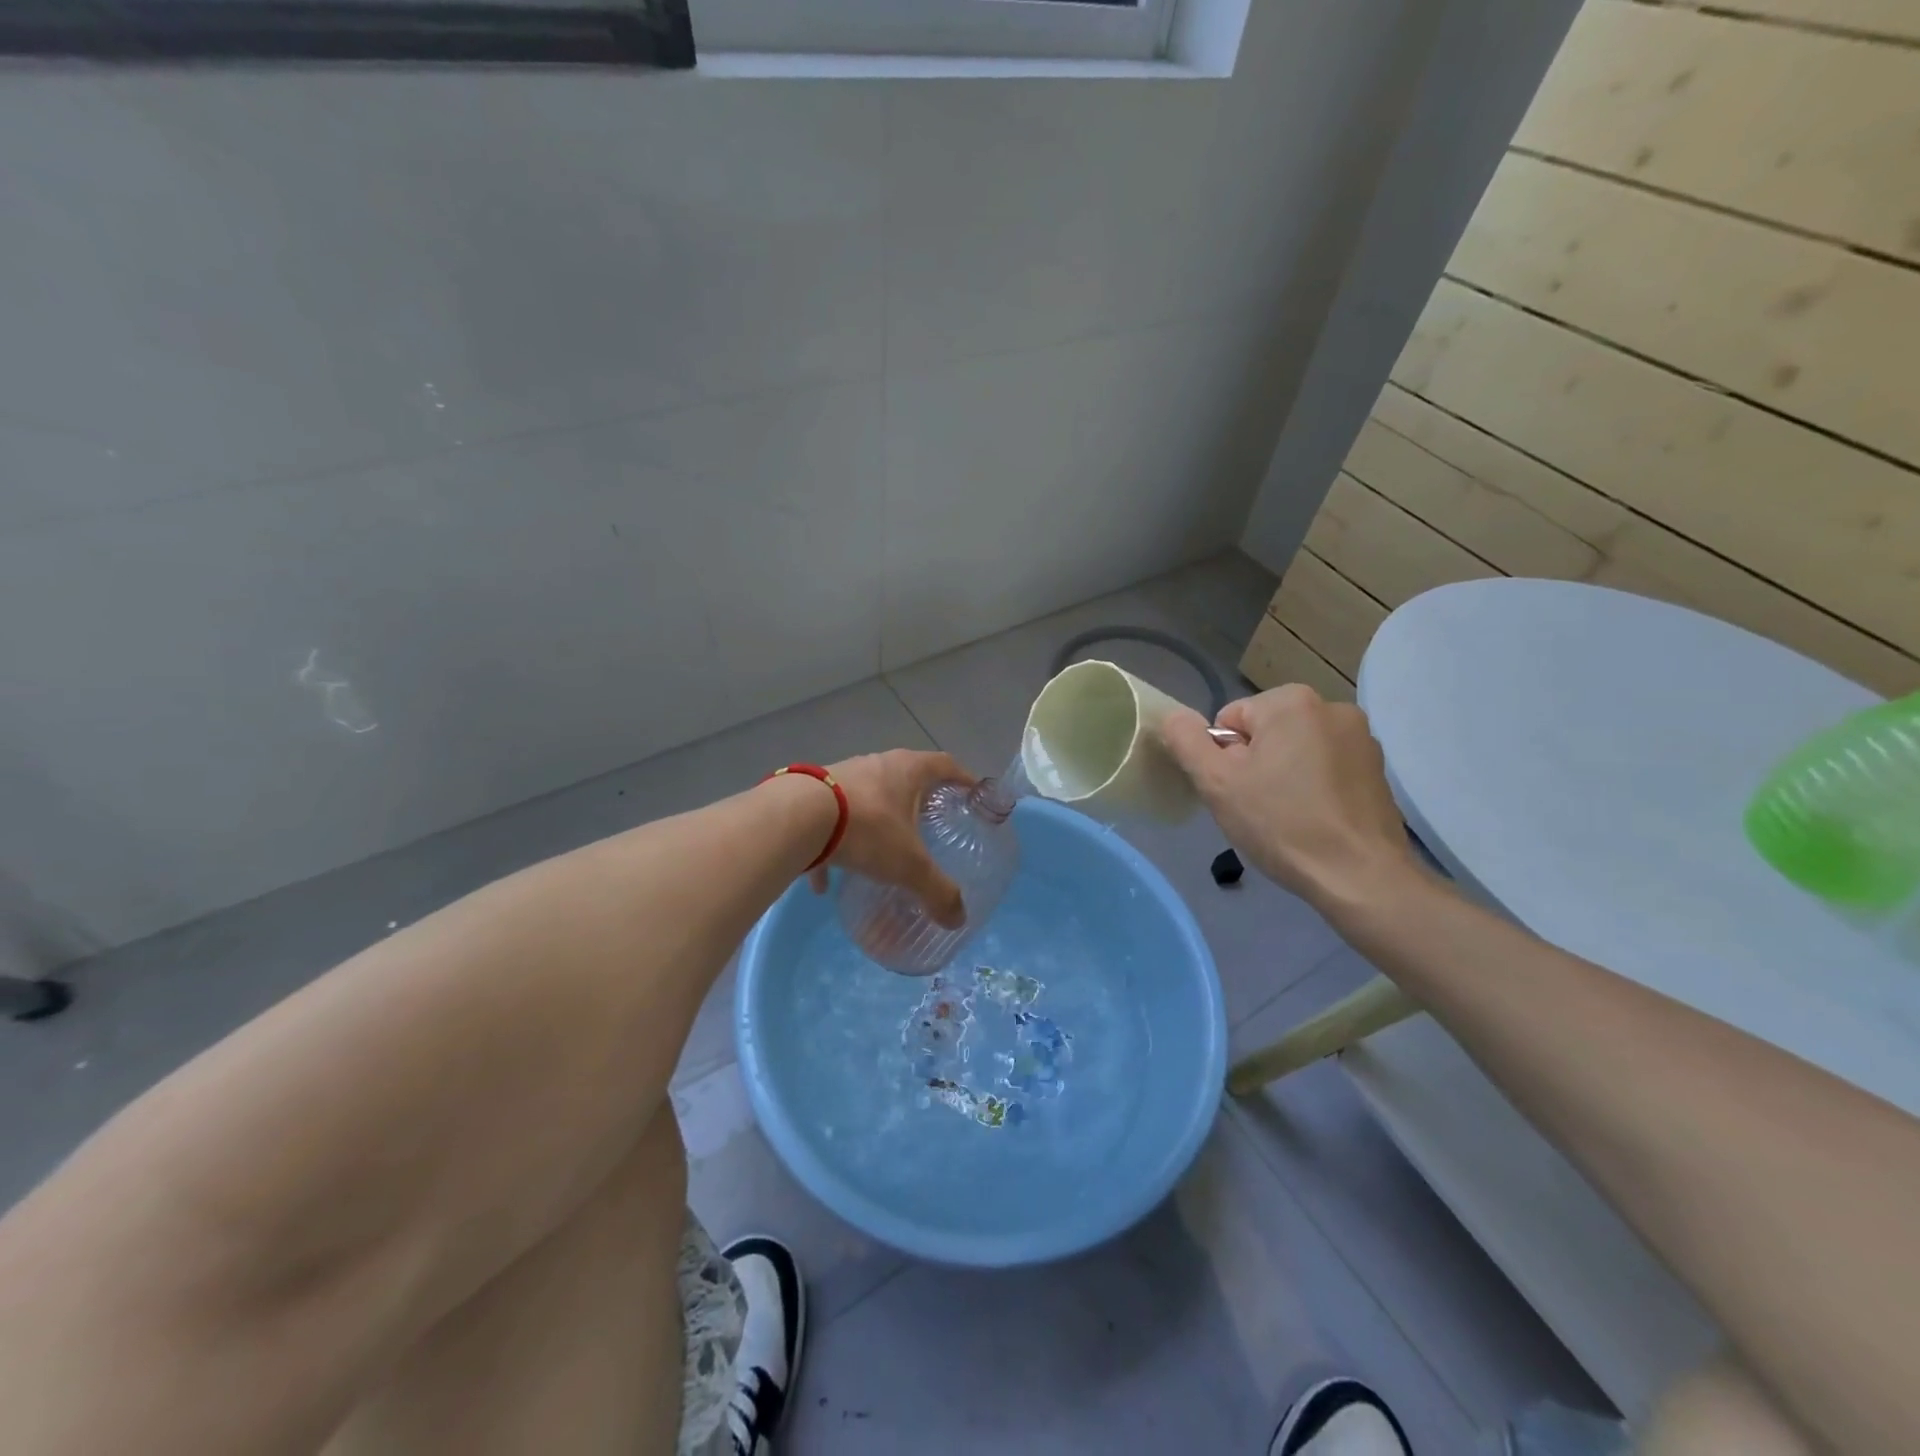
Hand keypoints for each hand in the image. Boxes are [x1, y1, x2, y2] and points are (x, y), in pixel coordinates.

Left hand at [812, 749, 974, 928]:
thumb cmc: (867, 829)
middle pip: (906, 776)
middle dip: (919, 800)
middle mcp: (876, 765)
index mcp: (907, 770)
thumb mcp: (909, 866)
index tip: (974, 795)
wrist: (796, 819)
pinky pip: (829, 823)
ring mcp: (840, 777)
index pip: (945, 765)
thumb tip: (958, 919)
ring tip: (880, 851)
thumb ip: (936, 892)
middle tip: (930, 825)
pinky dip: (832, 849)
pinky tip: (825, 884)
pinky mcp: (810, 796)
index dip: (963, 779)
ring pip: (867, 798)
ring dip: (876, 821)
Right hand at [1160, 685, 1415, 911]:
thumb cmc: (1281, 824)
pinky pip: (1326, 768)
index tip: (1238, 792)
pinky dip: (1315, 787)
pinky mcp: (1377, 768)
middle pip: (1265, 732)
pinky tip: (1316, 820)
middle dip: (1255, 764)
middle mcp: (1331, 706)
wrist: (1360, 876)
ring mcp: (1361, 737)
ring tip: (1288, 817)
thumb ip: (1186, 741)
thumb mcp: (1216, 783)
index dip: (1224, 759)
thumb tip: (1175, 716)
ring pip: (1296, 750)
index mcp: (1290, 701)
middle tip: (1258, 807)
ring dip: (1284, 775)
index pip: (1230, 720)